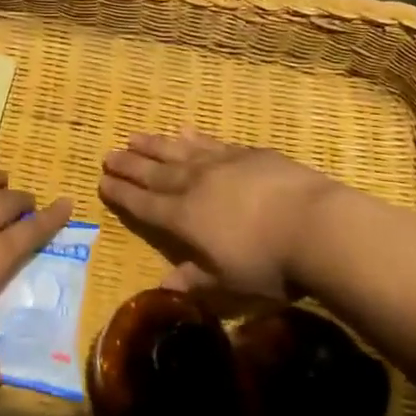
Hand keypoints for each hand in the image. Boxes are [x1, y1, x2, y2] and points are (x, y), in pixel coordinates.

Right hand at [98, 132, 337, 297]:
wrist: (314, 224)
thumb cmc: (269, 264)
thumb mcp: (228, 283)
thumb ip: (194, 280)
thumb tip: (163, 285)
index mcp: (184, 218)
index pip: (143, 204)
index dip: (121, 194)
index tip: (102, 181)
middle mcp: (194, 185)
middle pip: (154, 172)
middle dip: (129, 165)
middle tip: (108, 154)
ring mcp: (219, 164)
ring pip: (177, 151)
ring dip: (153, 145)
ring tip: (134, 136)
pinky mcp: (246, 153)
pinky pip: (209, 141)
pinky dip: (192, 136)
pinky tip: (183, 130)